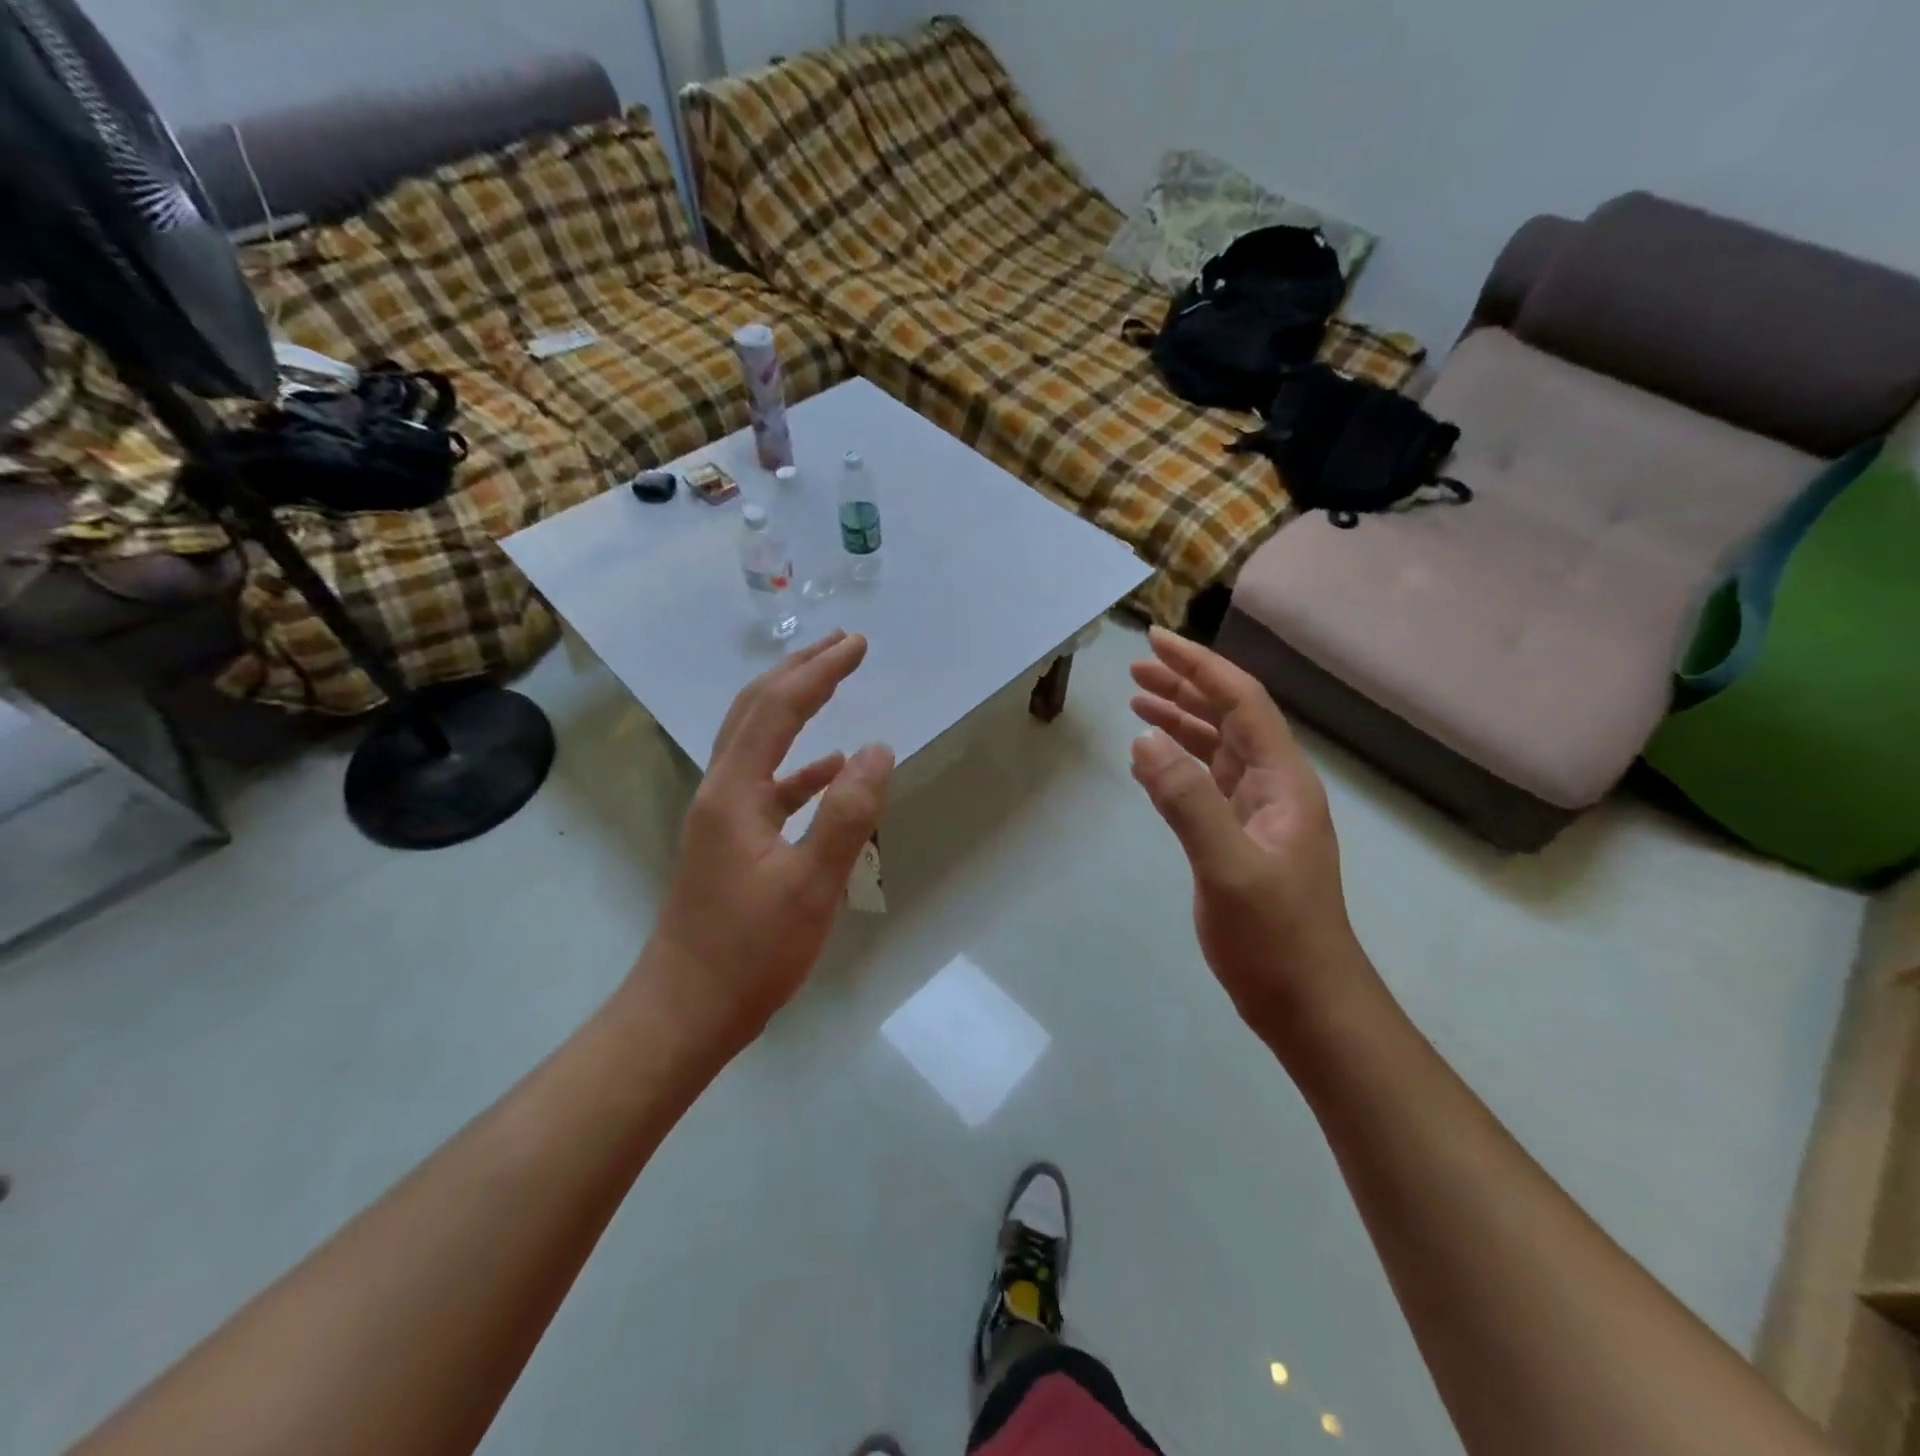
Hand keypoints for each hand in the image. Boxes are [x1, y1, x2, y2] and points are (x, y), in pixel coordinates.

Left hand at [641, 630, 893, 1051]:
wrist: (685, 1011)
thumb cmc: (749, 952)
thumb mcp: (811, 885)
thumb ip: (847, 814)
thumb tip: (878, 749)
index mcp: (734, 792)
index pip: (779, 710)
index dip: (819, 672)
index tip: (858, 645)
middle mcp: (720, 792)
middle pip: (755, 710)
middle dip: (799, 671)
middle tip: (842, 644)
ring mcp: (722, 818)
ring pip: (756, 743)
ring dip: (794, 708)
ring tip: (832, 684)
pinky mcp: (730, 843)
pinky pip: (767, 785)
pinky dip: (799, 767)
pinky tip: (829, 770)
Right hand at [1129, 628, 1368, 1041]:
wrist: (1309, 1004)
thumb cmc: (1275, 938)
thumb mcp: (1229, 868)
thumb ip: (1187, 802)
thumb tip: (1143, 740)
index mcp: (1282, 782)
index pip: (1242, 702)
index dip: (1200, 667)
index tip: (1156, 642)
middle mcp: (1274, 788)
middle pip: (1229, 718)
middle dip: (1185, 688)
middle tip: (1135, 670)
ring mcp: (1259, 815)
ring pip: (1218, 749)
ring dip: (1181, 722)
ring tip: (1137, 702)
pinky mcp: (1241, 840)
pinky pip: (1208, 784)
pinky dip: (1179, 763)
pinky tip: (1153, 761)